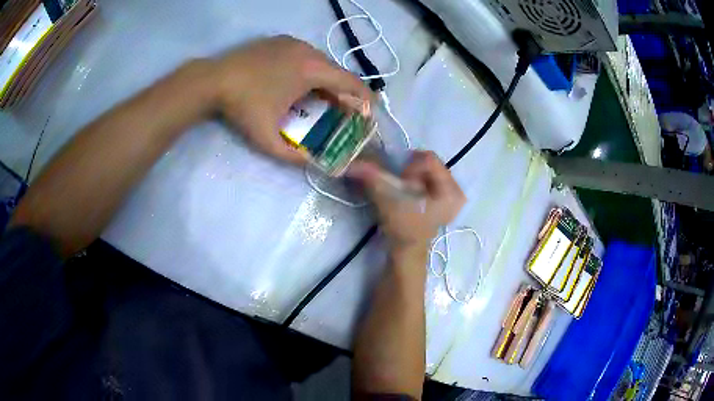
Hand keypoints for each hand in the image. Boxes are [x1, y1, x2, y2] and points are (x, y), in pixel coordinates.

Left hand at [210, 36, 371, 163]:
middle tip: (341, 112)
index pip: (351, 82)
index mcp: (312, 69)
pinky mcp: (280, 40)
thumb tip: (320, 167)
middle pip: (336, 72)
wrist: (212, 80)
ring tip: (320, 101)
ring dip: (326, 82)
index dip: (365, 98)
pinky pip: (305, 56)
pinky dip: (310, 71)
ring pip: (321, 63)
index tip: (370, 112)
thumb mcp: (268, 139)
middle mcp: (308, 50)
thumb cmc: (242, 107)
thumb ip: (296, 157)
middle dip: (343, 92)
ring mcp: (293, 42)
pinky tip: (298, 85)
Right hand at [349, 151, 465, 247]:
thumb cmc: (403, 227)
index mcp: (450, 190)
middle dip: (411, 171)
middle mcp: (457, 189)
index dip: (409, 168)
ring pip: (429, 170)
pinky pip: (431, 178)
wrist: (406, 251)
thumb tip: (351, 162)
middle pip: (430, 163)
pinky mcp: (447, 198)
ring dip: (412, 175)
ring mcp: (454, 194)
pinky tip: (411, 193)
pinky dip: (417, 180)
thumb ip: (373, 176)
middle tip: (402, 187)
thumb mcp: (388, 199)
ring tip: (406, 192)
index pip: (428, 160)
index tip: (401, 184)